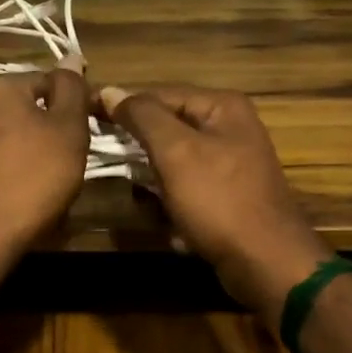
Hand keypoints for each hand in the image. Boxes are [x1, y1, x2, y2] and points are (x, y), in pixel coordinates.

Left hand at [0, 70, 90, 257]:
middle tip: (77, 155)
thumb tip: (71, 56)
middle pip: (30, 106)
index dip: (78, 102)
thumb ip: (71, 88)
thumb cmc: (33, 176)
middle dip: (55, 126)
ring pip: (15, 132)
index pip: (50, 80)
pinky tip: (30, 189)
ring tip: (56, 177)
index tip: (96, 128)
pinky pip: (0, 155)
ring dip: (38, 148)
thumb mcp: (67, 127)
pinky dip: (18, 166)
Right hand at [100, 85, 331, 315]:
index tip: (85, 117)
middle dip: (137, 147)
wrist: (266, 262)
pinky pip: (186, 189)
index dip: (121, 105)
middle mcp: (230, 128)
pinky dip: (170, 202)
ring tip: (139, 197)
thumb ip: (142, 116)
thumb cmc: (219, 199)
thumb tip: (109, 90)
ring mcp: (230, 164)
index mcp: (222, 107)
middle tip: (104, 160)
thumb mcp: (176, 151)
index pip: (159, 94)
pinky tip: (163, 220)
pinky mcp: (226, 197)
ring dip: (151, 179)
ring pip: (173, 162)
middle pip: (167, 127)